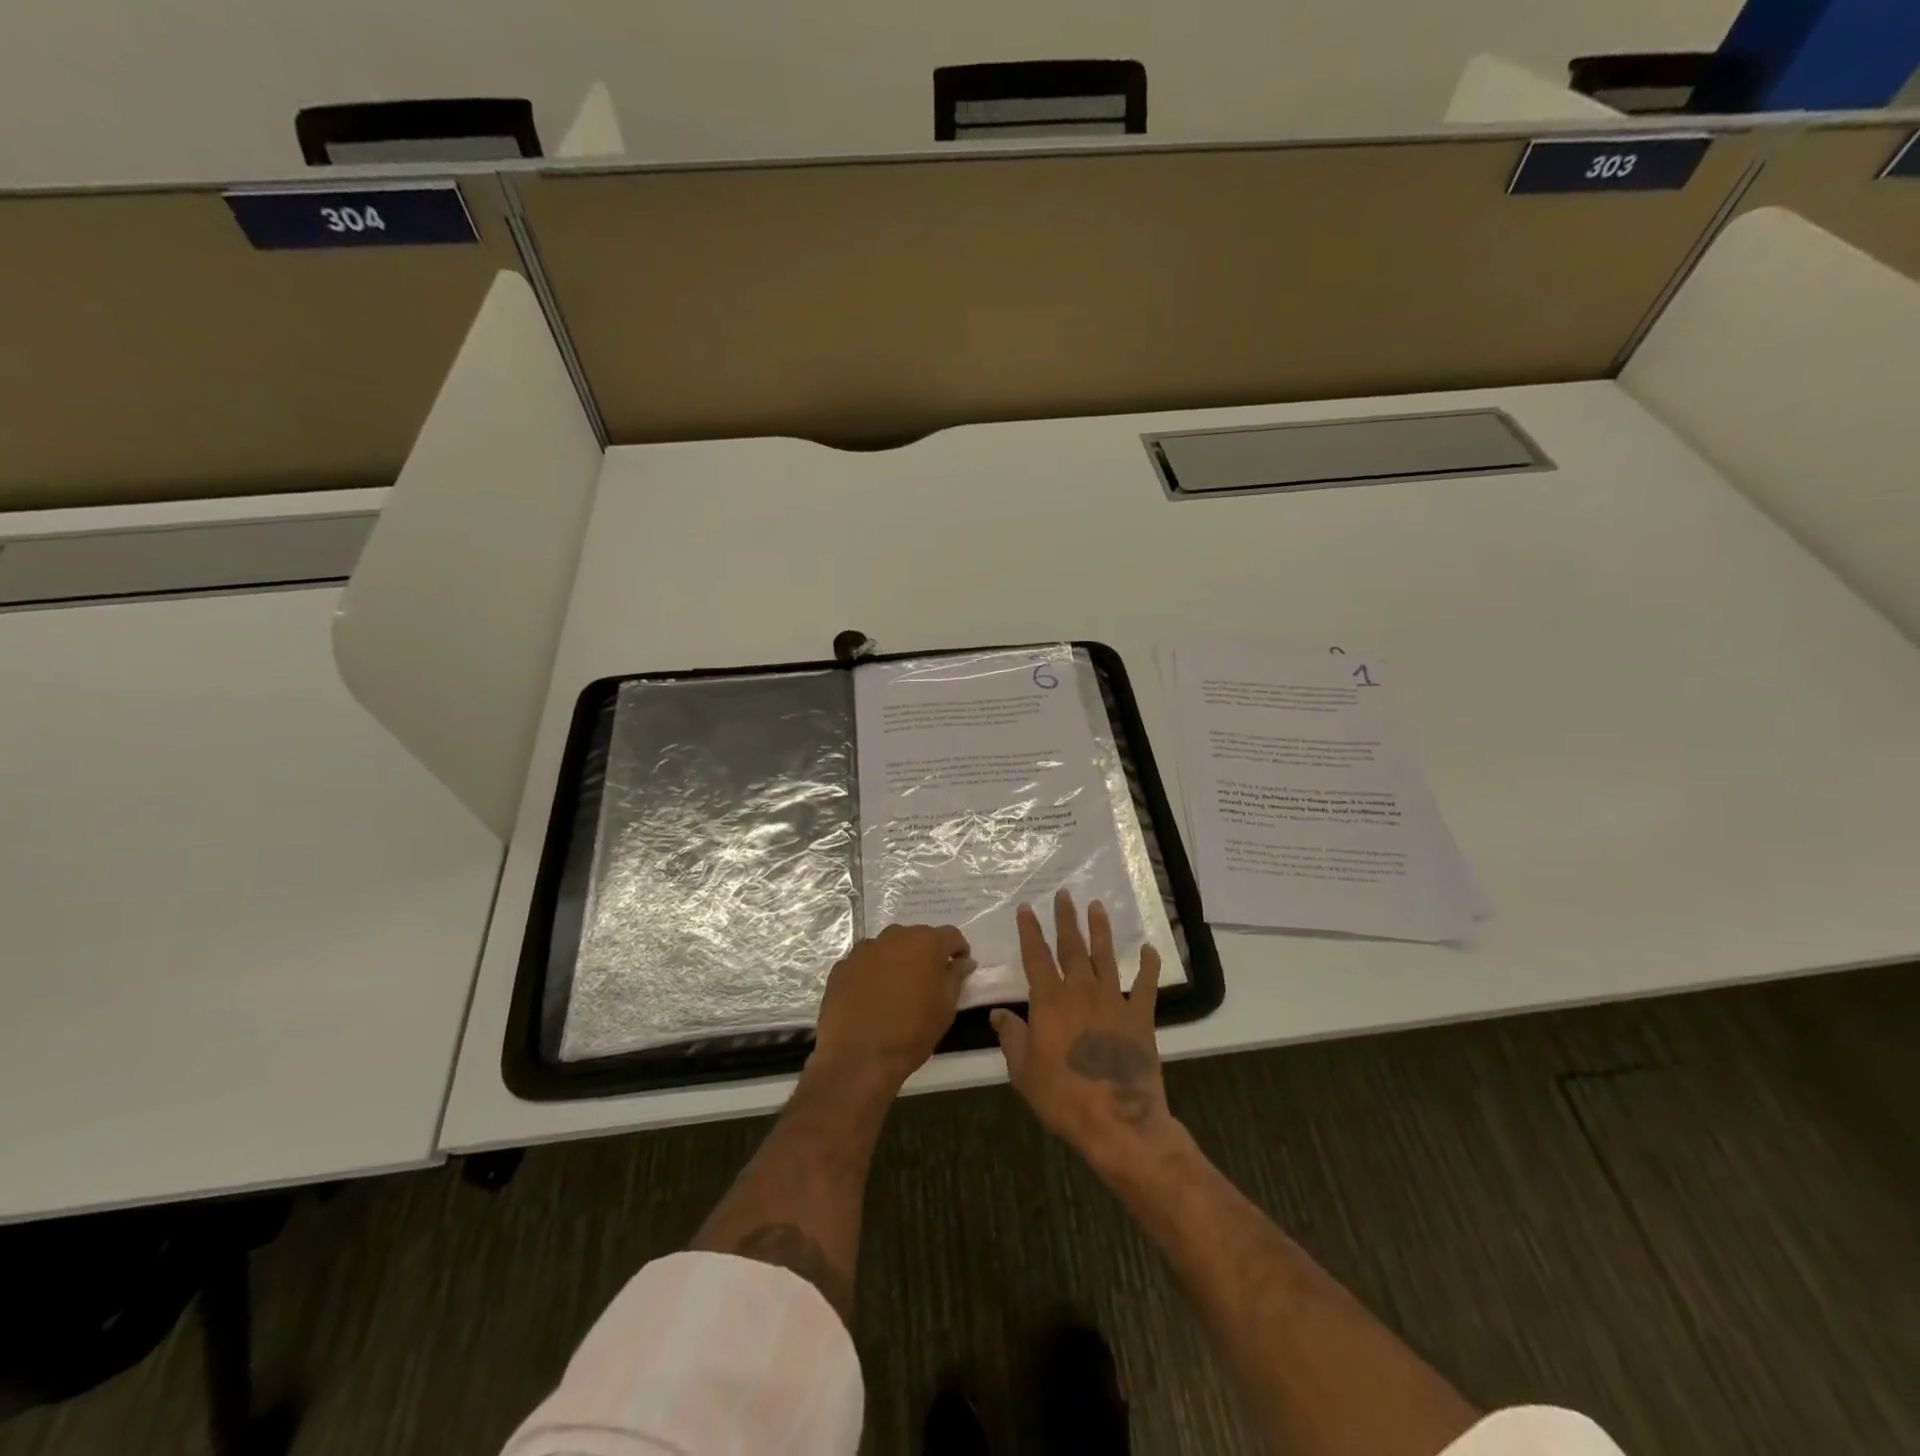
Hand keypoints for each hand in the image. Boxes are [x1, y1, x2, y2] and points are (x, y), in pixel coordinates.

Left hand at [811, 923, 974, 1091]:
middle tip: (928, 980)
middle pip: (917, 937)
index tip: (959, 968)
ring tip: (897, 989)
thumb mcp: (945, 1008)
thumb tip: (963, 962)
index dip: (958, 950)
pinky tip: (871, 997)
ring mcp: (864, 949)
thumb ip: (956, 977)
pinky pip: (864, 962)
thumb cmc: (912, 1032)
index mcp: (925, 943)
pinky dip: (872, 972)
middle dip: (926, 953)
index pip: (950, 935)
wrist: (859, 1057)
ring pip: (888, 947)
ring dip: (897, 960)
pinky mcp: (842, 966)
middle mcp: (894, 937)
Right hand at [991, 890, 1172, 1174]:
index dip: (1030, 931)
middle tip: (1065, 894)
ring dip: (1101, 930)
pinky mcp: (1140, 1017)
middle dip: (1066, 919)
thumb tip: (999, 1014)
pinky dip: (1148, 966)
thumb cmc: (1063, 1097)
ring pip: (1105, 957)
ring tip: (1097, 907)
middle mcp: (1081, 991)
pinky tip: (1149, 950)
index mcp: (1050, 1001)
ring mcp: (1114, 1001)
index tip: (1027, 908)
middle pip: (1072, 947)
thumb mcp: (1023, 1072)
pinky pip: (1146, 985)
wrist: (1117, 1121)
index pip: (1036, 956)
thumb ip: (1012, 1038)